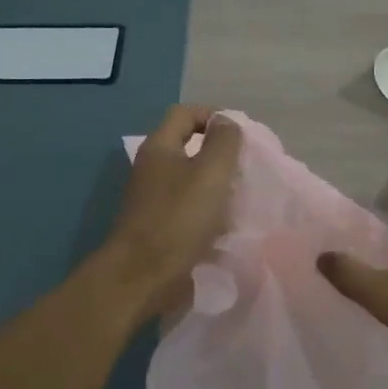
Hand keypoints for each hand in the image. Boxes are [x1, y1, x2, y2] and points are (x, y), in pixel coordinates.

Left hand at [99, 105, 241, 318]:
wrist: (143, 275)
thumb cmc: (179, 219)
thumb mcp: (211, 173)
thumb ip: (224, 142)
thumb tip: (226, 122)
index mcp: (160, 147)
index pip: (185, 113)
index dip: (214, 116)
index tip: (241, 137)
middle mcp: (151, 167)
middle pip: (188, 146)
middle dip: (219, 154)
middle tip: (245, 168)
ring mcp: (152, 197)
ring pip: (190, 179)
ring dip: (215, 185)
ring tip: (239, 197)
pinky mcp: (157, 224)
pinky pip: (187, 206)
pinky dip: (206, 210)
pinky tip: (223, 224)